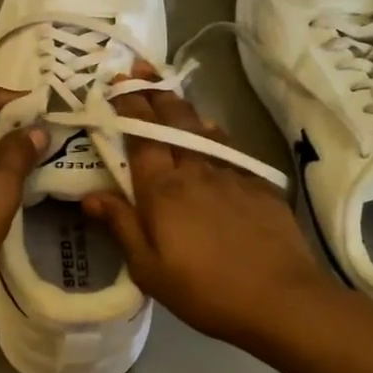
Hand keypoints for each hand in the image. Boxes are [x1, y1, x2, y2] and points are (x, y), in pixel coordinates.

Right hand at [83, 85, 330, 347]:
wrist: (283, 300)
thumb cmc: (205, 290)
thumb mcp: (149, 269)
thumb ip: (121, 226)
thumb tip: (90, 195)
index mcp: (163, 189)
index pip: (141, 135)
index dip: (128, 106)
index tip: (116, 85)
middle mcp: (195, 170)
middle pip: (173, 119)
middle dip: (154, 92)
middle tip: (138, 72)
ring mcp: (231, 174)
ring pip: (203, 127)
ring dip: (182, 108)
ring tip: (169, 96)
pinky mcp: (259, 185)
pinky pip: (229, 147)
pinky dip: (212, 132)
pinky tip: (211, 134)